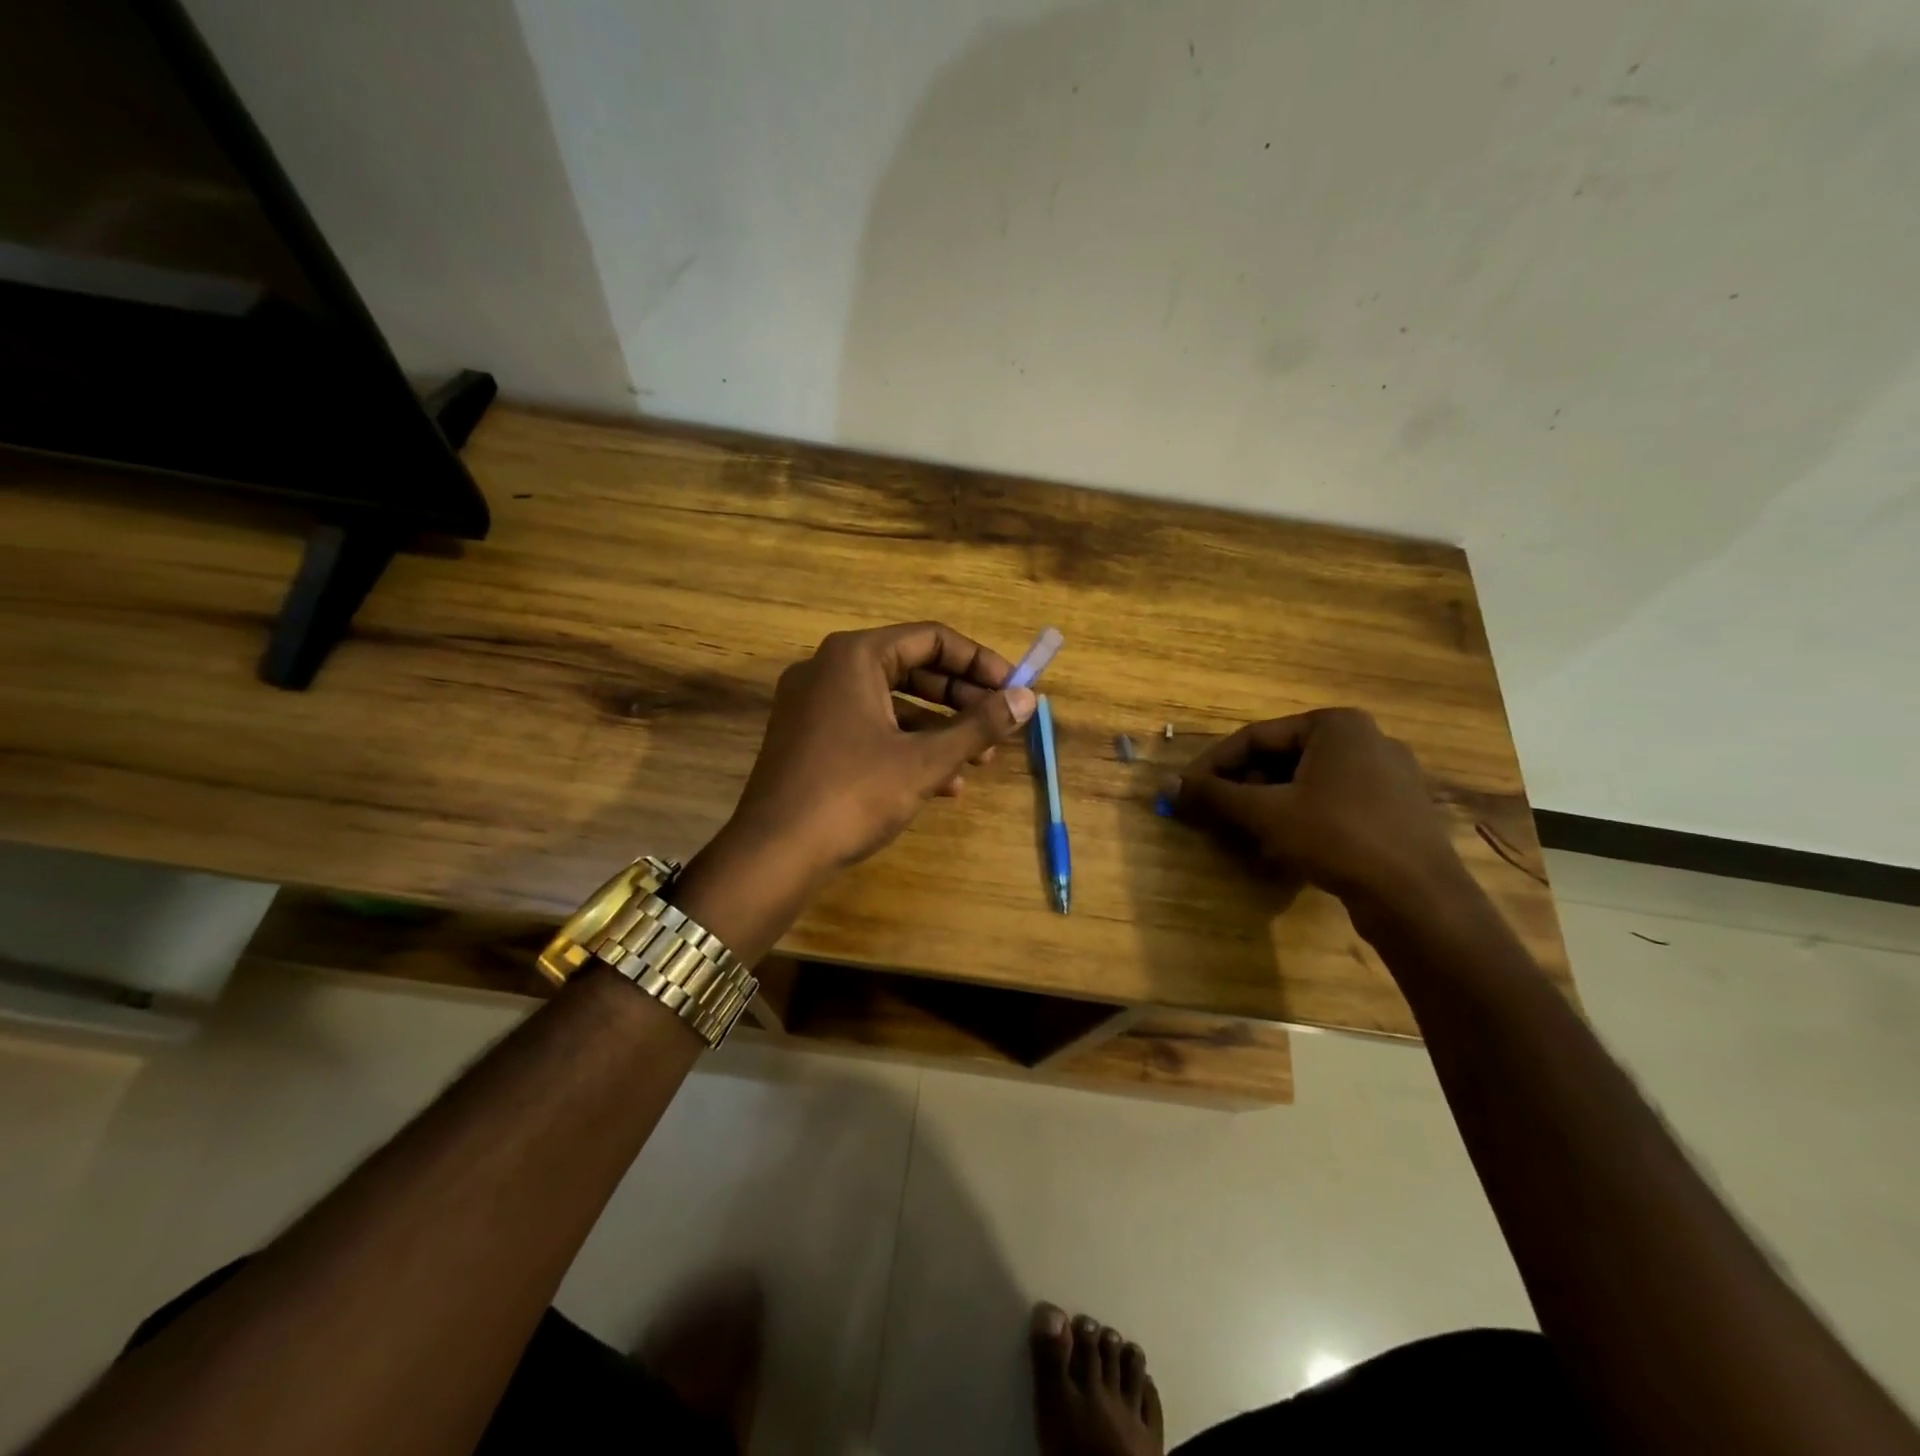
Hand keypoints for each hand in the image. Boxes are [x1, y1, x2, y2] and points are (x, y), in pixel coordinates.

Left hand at [727, 622, 1037, 877]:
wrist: (774, 853)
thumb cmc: (853, 794)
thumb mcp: (925, 760)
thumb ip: (978, 725)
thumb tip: (1027, 698)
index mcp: (854, 656)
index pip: (931, 639)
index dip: (979, 662)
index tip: (1013, 689)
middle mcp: (829, 669)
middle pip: (912, 668)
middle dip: (961, 699)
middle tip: (1000, 724)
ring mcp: (814, 705)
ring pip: (892, 704)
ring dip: (939, 729)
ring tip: (980, 761)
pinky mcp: (809, 739)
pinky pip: (868, 729)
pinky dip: (906, 747)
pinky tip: (943, 784)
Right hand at [1172, 707, 1464, 912]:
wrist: (1418, 898)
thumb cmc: (1338, 837)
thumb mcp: (1266, 813)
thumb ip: (1214, 795)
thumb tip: (1166, 784)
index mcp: (1336, 725)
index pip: (1255, 737)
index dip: (1212, 764)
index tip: (1184, 790)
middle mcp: (1365, 739)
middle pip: (1281, 758)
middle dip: (1241, 787)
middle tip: (1211, 814)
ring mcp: (1386, 775)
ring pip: (1306, 783)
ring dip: (1266, 805)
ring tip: (1241, 832)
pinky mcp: (1395, 810)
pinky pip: (1332, 803)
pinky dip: (1299, 818)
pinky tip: (1282, 846)